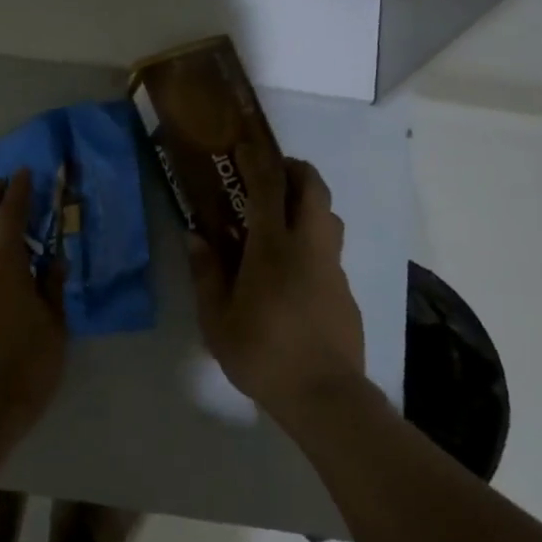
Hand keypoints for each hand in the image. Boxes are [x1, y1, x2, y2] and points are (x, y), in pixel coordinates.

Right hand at [188, 147, 365, 417]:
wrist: (324, 395)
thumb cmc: (262, 353)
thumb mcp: (216, 319)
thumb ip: (206, 273)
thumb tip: (196, 237)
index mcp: (274, 248)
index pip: (270, 188)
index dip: (259, 161)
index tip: (246, 146)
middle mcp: (310, 247)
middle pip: (314, 189)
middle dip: (295, 171)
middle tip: (270, 175)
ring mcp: (333, 268)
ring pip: (329, 217)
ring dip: (308, 203)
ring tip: (279, 219)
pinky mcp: (345, 290)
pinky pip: (329, 249)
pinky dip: (312, 240)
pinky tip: (291, 270)